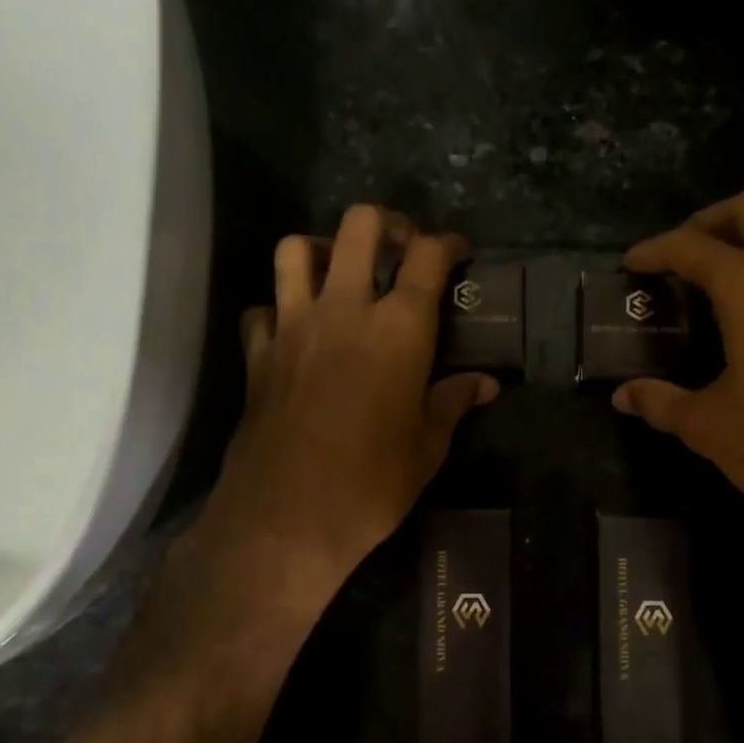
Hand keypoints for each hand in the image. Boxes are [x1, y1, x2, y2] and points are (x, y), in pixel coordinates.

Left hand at [194, 205, 497, 606]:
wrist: (288, 517)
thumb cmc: (372, 483)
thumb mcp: (428, 446)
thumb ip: (454, 402)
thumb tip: (486, 385)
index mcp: (399, 328)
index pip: (428, 257)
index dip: (449, 244)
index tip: (459, 252)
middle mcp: (344, 310)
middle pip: (359, 227)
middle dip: (388, 224)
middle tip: (401, 248)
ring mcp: (293, 326)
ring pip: (295, 250)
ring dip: (322, 249)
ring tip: (340, 273)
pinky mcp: (257, 354)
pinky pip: (261, 308)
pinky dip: (278, 308)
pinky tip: (294, 330)